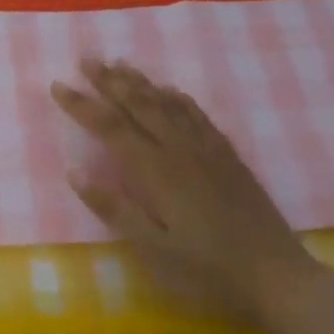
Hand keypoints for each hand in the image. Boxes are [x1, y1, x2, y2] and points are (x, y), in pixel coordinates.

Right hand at [51, 59, 322, 329]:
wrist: (276, 274)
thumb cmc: (206, 269)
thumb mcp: (153, 249)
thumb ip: (114, 208)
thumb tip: (74, 171)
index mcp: (156, 172)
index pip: (110, 128)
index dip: (82, 105)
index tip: (58, 85)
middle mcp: (180, 150)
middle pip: (139, 104)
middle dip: (110, 81)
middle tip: (86, 58)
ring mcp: (207, 150)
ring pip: (168, 103)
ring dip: (141, 81)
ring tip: (120, 64)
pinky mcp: (228, 156)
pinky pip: (198, 115)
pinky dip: (178, 97)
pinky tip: (170, 91)